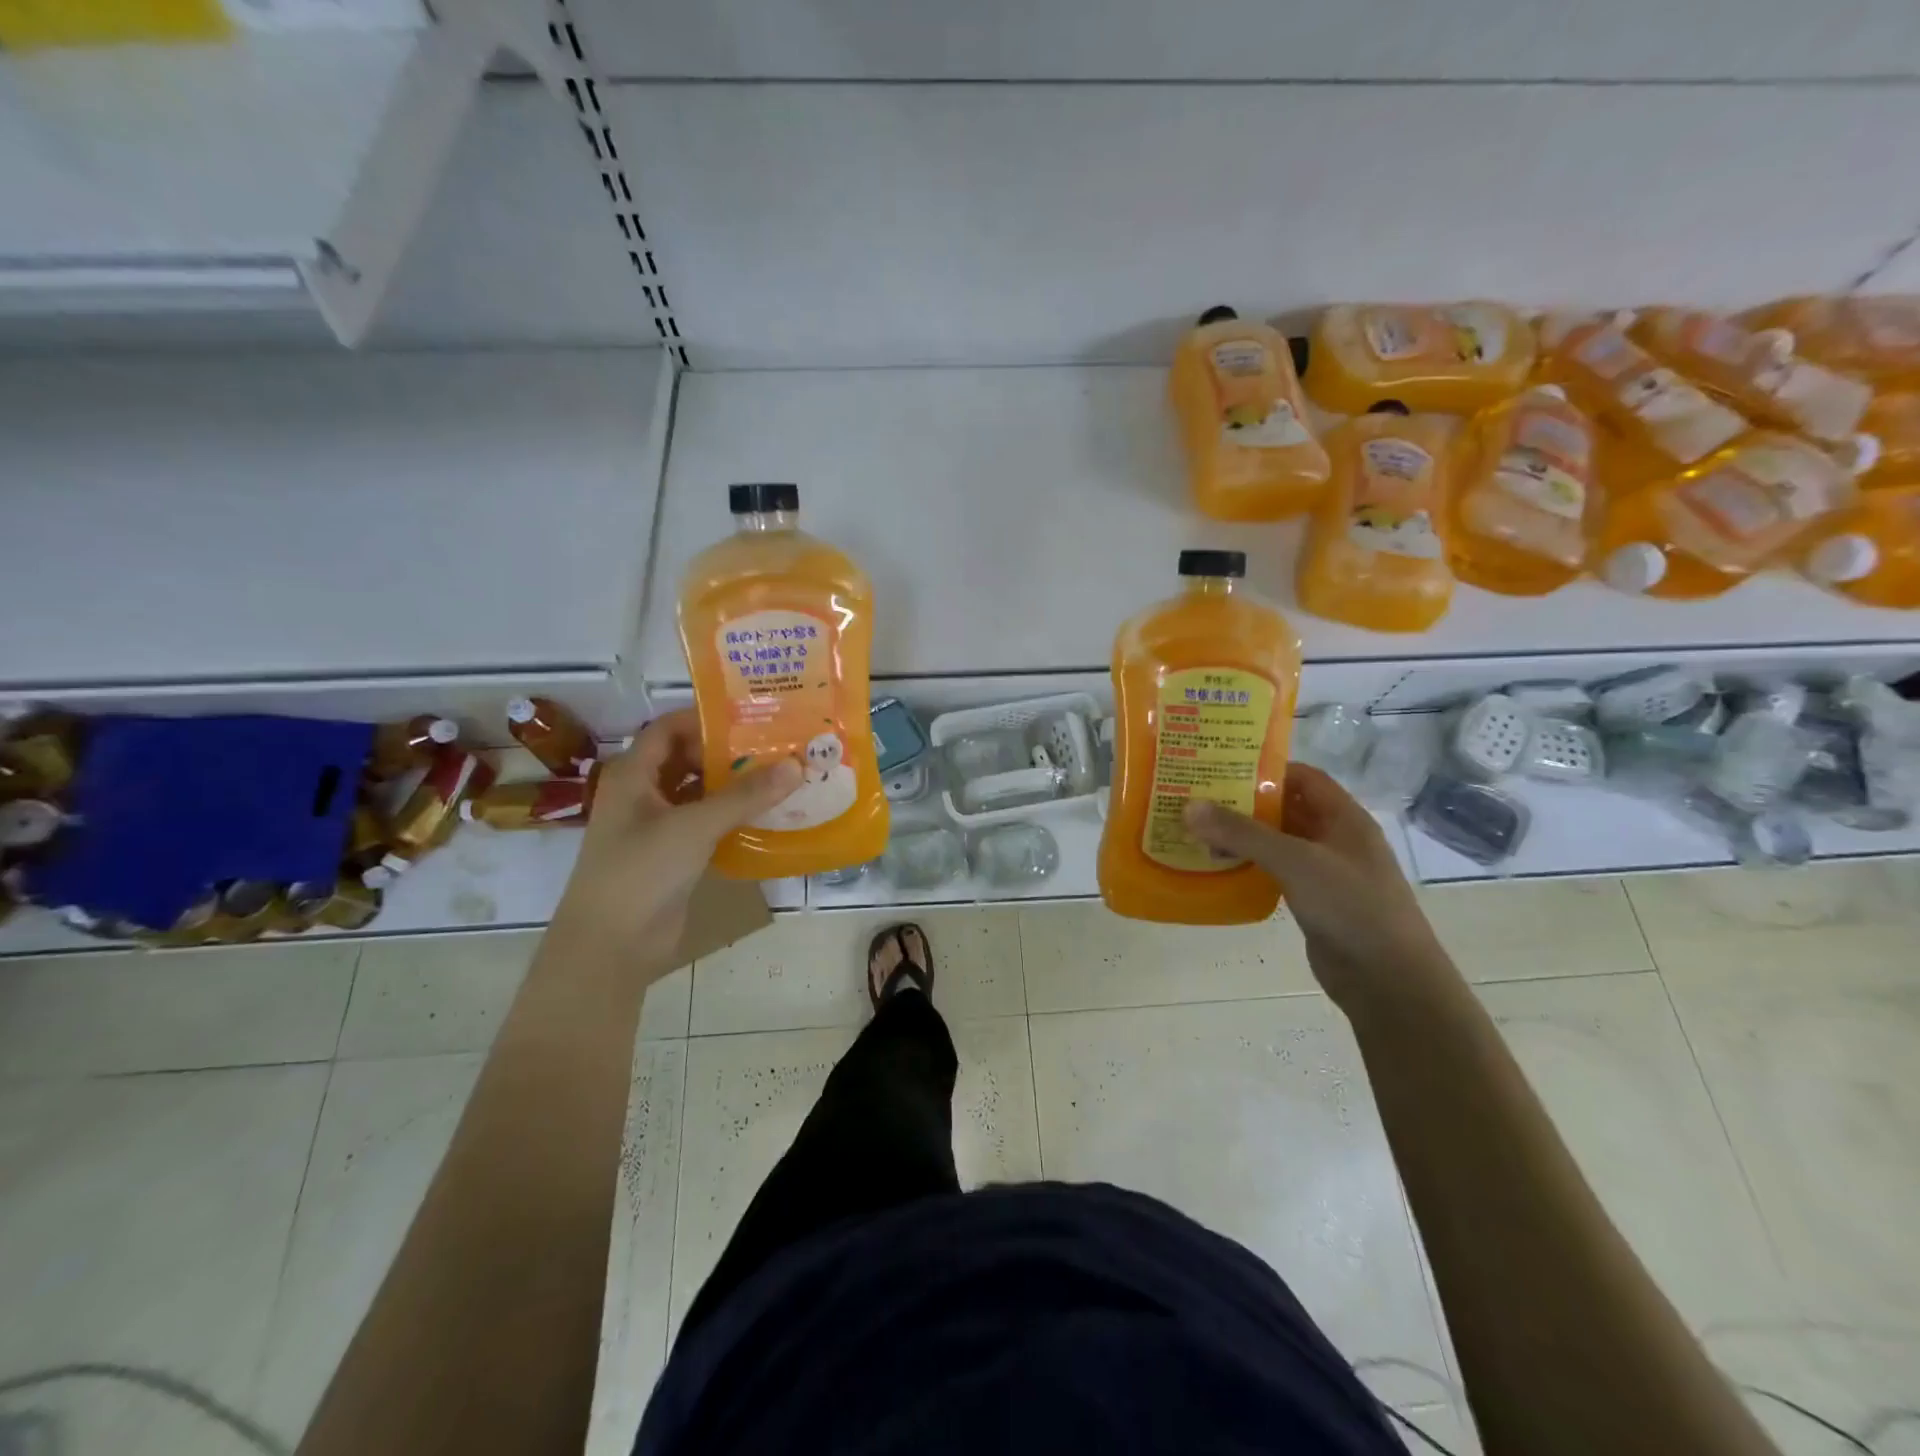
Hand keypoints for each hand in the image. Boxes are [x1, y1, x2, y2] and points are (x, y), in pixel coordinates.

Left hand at [552, 710, 800, 962]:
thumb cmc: (641, 872)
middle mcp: (643, 794)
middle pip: (687, 758)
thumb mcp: (694, 827)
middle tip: (775, 744)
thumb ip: (744, 796)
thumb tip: (795, 765)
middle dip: (727, 751)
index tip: (750, 715)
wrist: (611, 945)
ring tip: (780, 774)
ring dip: (733, 785)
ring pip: (699, 792)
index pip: (668, 728)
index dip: (704, 718)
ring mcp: (657, 826)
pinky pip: (707, 823)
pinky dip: (732, 816)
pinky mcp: (673, 855)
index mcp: (633, 775)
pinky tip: (767, 814)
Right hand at [1183, 764, 1460, 1017]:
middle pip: (1286, 808)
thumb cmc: (1351, 906)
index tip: (1221, 767)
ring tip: (1198, 831)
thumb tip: (1190, 806)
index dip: (1266, 769)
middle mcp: (1335, 839)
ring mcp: (1325, 872)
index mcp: (1344, 818)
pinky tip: (1218, 867)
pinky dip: (1249, 865)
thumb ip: (1243, 833)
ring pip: (1277, 842)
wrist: (1388, 980)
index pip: (1303, 777)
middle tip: (1198, 797)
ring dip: (1243, 836)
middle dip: (1245, 803)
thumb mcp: (1295, 861)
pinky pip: (1275, 872)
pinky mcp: (1313, 901)